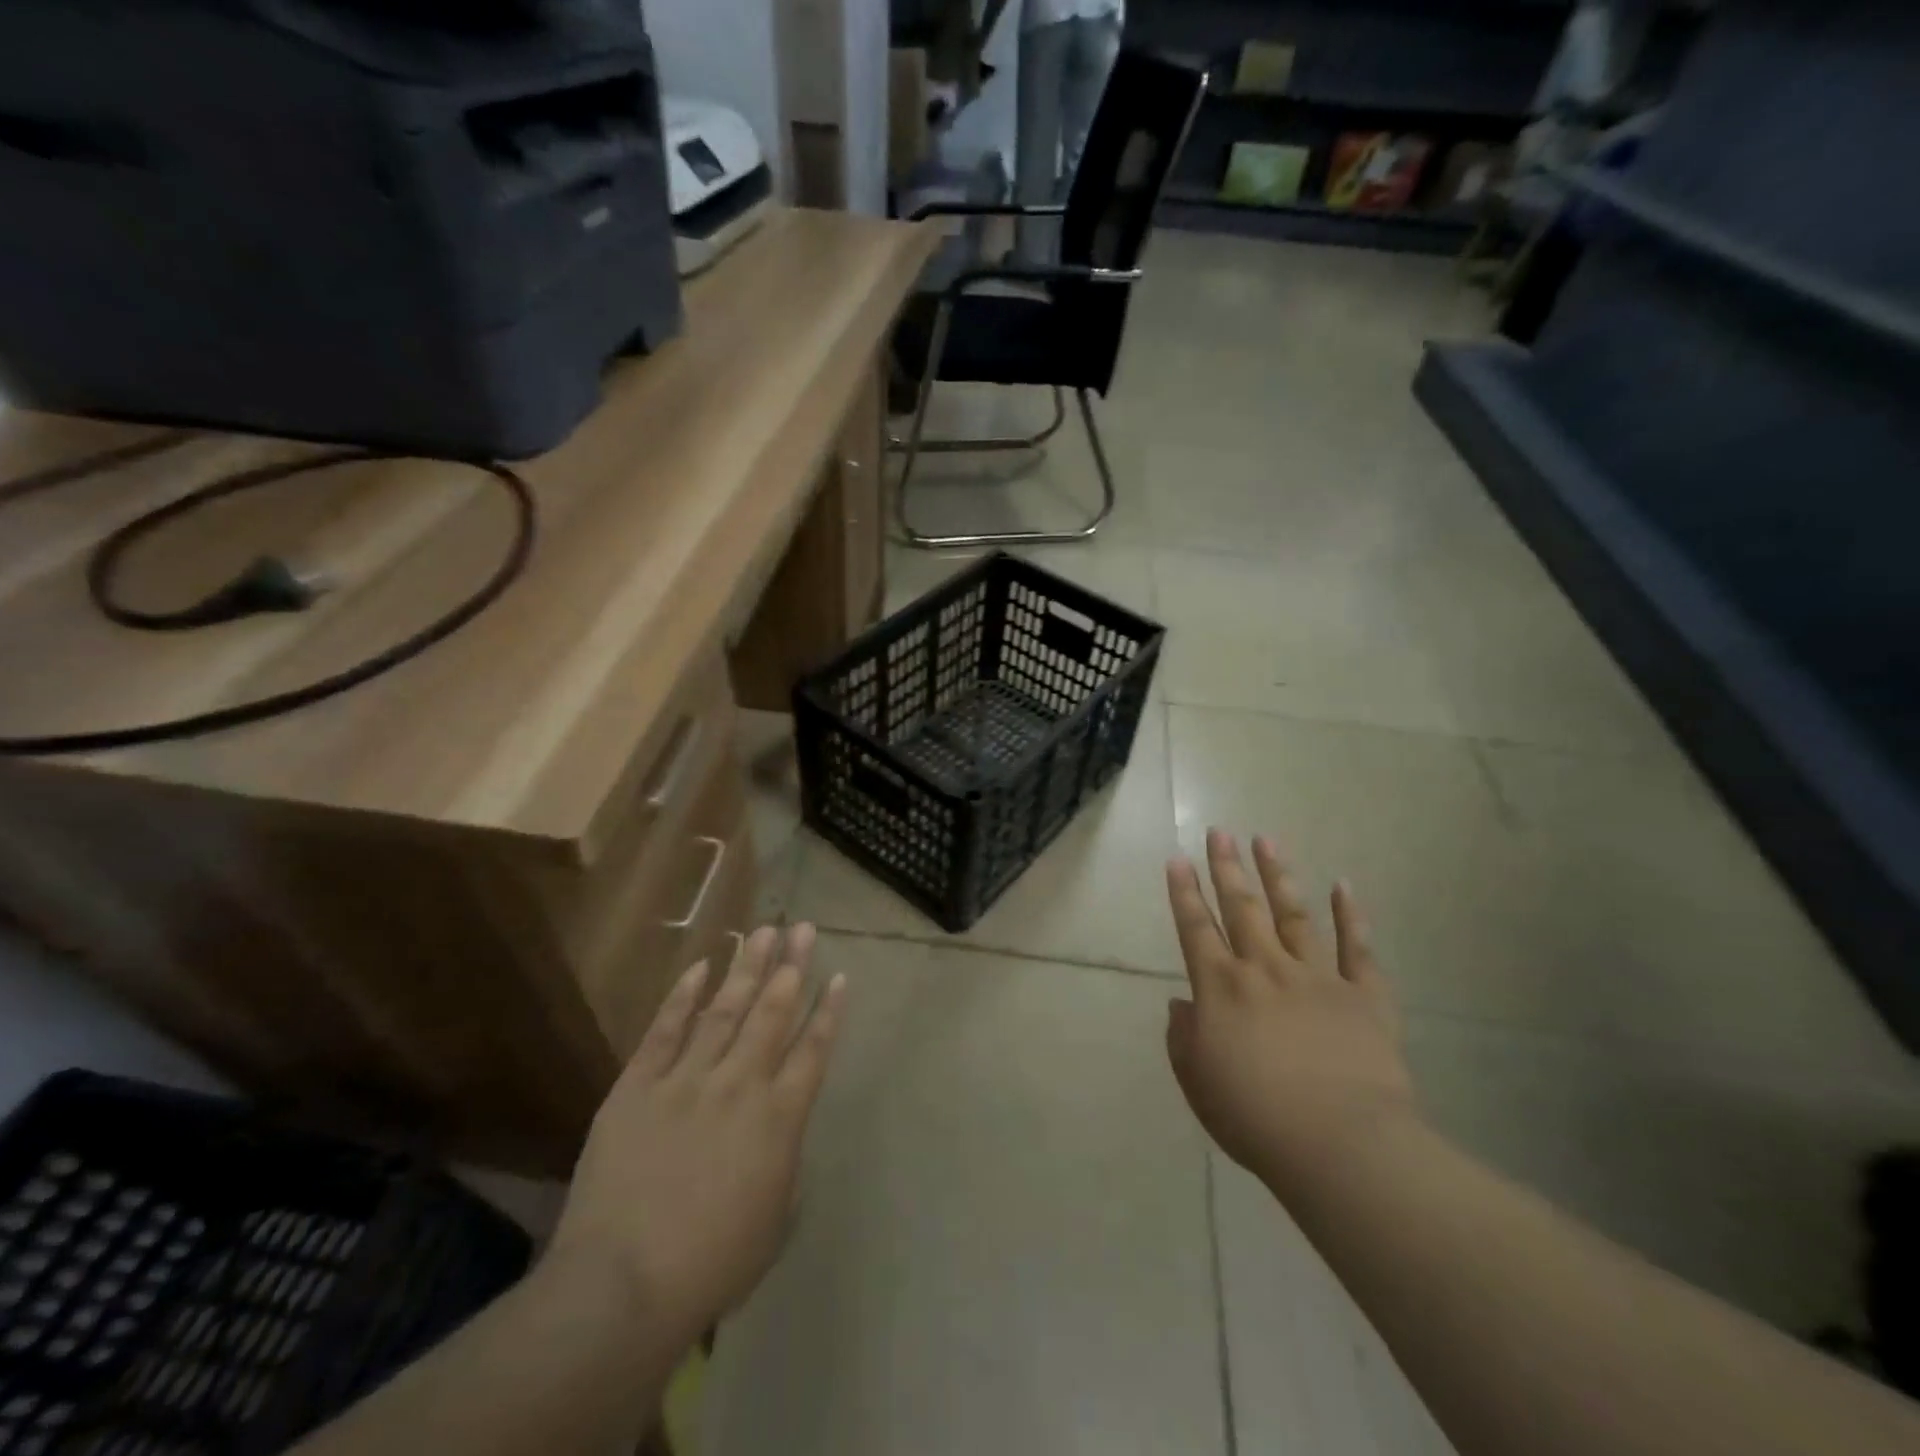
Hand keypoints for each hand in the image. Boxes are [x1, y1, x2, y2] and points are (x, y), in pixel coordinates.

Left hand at [549, 924, 846, 1344]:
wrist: (623, 1286)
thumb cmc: (711, 1266)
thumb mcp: (774, 1223)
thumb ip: (785, 1168)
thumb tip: (782, 1137)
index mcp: (779, 1118)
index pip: (813, 1049)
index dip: (829, 1010)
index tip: (839, 974)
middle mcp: (740, 1084)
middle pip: (773, 1013)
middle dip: (792, 967)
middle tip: (802, 927)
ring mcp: (687, 1080)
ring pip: (725, 1009)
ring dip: (747, 968)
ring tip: (763, 931)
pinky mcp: (638, 1086)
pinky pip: (665, 1030)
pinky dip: (683, 997)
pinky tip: (700, 967)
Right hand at [1164, 830, 1418, 1203]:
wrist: (1342, 1145)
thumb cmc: (1256, 1119)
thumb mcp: (1199, 1083)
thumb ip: (1184, 1039)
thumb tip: (1182, 1005)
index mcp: (1221, 989)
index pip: (1195, 929)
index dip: (1183, 892)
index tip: (1177, 858)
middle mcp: (1264, 970)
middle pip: (1241, 908)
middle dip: (1226, 867)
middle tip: (1219, 831)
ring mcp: (1316, 977)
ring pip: (1293, 914)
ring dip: (1277, 875)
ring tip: (1266, 840)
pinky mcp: (1363, 995)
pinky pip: (1357, 948)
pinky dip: (1351, 915)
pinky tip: (1343, 885)